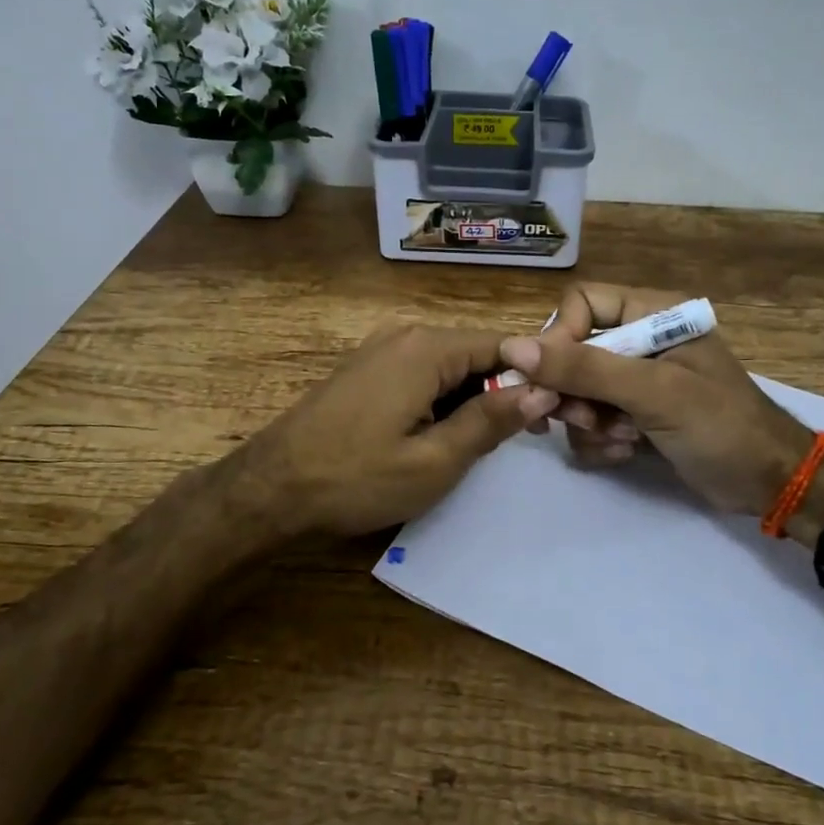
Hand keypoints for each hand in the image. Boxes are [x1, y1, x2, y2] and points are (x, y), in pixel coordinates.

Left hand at [238, 323, 553, 537]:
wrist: (270, 490)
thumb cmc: (356, 478)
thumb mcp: (435, 460)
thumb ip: (491, 420)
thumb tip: (542, 390)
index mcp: (426, 348)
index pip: (503, 343)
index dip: (534, 375)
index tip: (553, 415)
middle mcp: (404, 334)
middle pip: (474, 352)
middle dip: (501, 390)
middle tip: (519, 440)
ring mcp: (379, 349)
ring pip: (447, 366)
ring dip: (470, 399)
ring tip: (479, 445)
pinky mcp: (364, 369)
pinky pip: (419, 374)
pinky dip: (439, 400)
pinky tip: (437, 436)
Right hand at [501, 284, 820, 516]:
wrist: (768, 483)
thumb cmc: (719, 424)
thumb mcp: (652, 391)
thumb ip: (584, 368)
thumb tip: (513, 349)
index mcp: (653, 314)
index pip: (581, 304)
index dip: (560, 338)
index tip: (552, 378)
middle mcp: (640, 341)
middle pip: (572, 352)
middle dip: (573, 392)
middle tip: (585, 420)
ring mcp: (635, 381)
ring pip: (576, 391)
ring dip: (588, 422)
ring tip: (621, 440)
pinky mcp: (633, 416)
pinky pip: (591, 421)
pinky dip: (600, 441)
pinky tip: (626, 454)